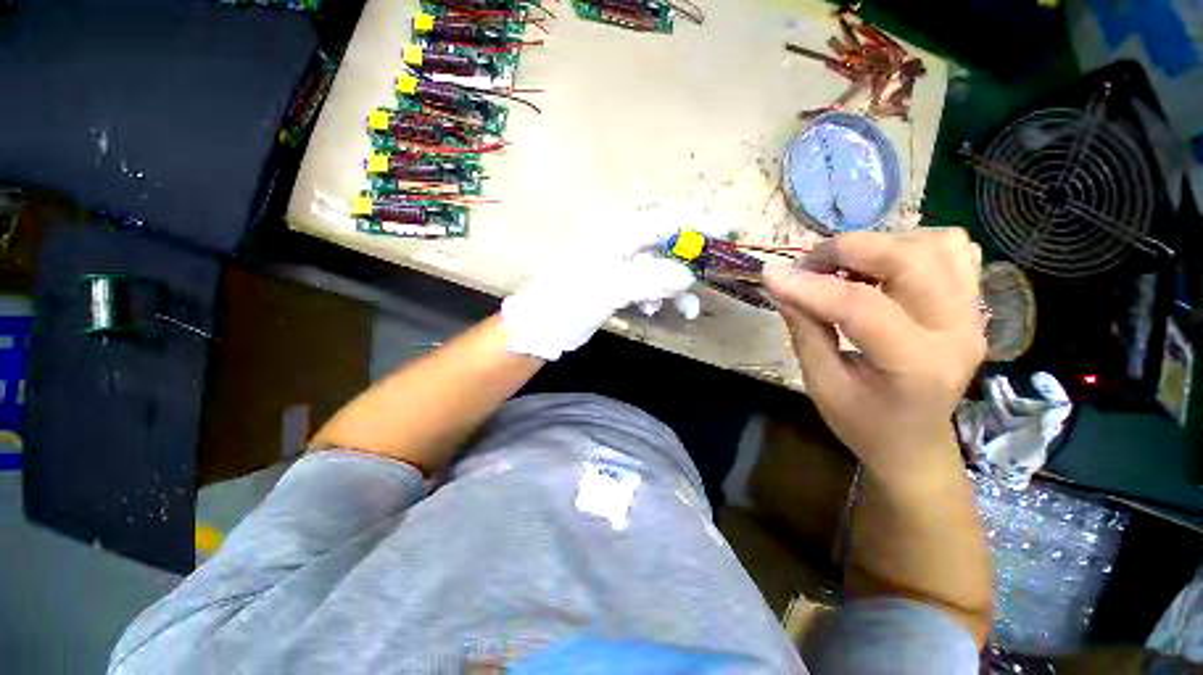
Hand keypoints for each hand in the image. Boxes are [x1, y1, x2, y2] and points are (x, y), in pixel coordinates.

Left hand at [502, 226, 697, 360]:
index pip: (665, 219)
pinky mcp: (616, 282)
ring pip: (658, 267)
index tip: (728, 230)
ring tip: (686, 310)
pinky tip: (653, 310)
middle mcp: (619, 242)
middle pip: (666, 242)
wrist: (540, 326)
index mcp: (616, 234)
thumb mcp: (608, 289)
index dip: (698, 221)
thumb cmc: (568, 302)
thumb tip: (689, 275)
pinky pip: (646, 283)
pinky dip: (656, 295)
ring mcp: (618, 263)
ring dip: (674, 287)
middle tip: (710, 276)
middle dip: (689, 261)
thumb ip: (650, 278)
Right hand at [764, 229, 984, 484]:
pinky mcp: (973, 304)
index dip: (809, 286)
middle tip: (809, 265)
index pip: (860, 306)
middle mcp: (957, 331)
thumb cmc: (863, 423)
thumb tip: (780, 284)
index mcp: (916, 365)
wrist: (915, 443)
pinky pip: (953, 250)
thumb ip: (804, 330)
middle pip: (908, 259)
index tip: (771, 275)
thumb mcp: (821, 383)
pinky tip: (882, 270)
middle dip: (847, 250)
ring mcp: (973, 313)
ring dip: (879, 246)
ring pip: (935, 244)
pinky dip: (911, 246)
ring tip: (845, 269)